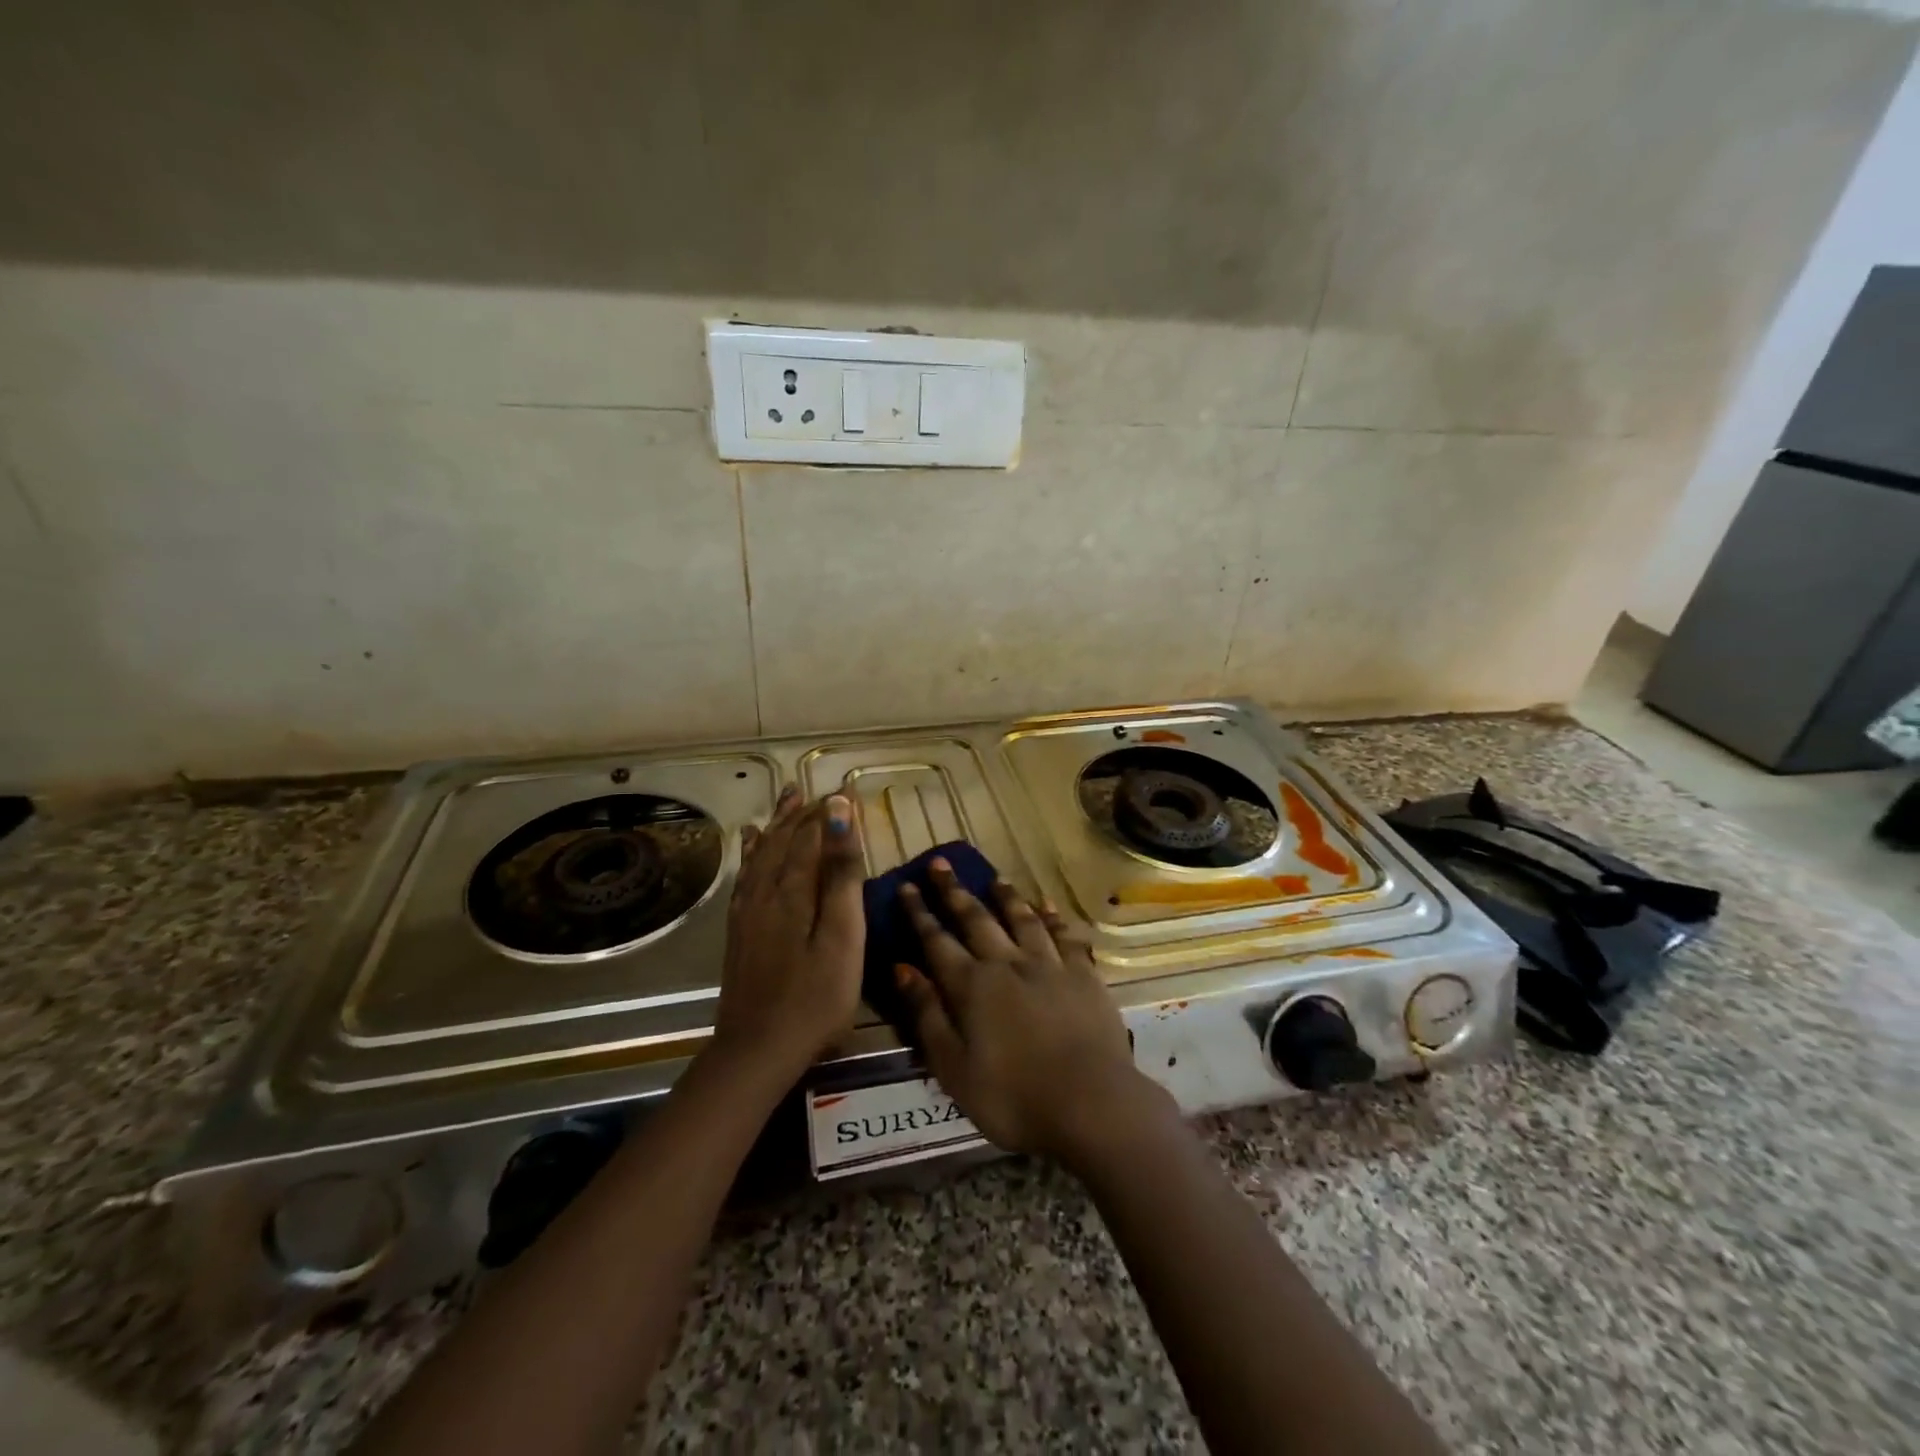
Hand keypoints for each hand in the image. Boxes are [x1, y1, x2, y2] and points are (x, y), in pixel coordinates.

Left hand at [713, 786, 865, 1080]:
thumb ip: (842, 875)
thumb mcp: (843, 936)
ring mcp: (748, 911)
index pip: (811, 836)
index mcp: (795, 890)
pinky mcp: (739, 930)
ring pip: (763, 853)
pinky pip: (745, 876)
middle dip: (801, 813)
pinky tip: (751, 845)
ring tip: (786, 799)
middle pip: (784, 840)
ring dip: (777, 825)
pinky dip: (751, 853)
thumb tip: (840, 816)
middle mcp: (766, 891)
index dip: (828, 812)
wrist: (757, 1049)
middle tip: (816, 790)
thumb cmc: (816, 997)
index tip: (845, 791)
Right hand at [892, 860, 1159, 1160]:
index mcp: (972, 986)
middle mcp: (1007, 963)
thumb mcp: (953, 1068)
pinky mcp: (1083, 975)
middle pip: (976, 919)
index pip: (936, 940)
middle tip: (940, 863)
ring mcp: (1049, 965)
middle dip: (954, 891)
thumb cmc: (1013, 1097)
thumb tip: (901, 968)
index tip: (906, 885)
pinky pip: (1064, 936)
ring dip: (1005, 896)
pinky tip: (1047, 905)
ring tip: (994, 877)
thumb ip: (927, 1015)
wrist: (1091, 1104)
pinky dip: (1053, 918)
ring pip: (1022, 919)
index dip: (918, 912)